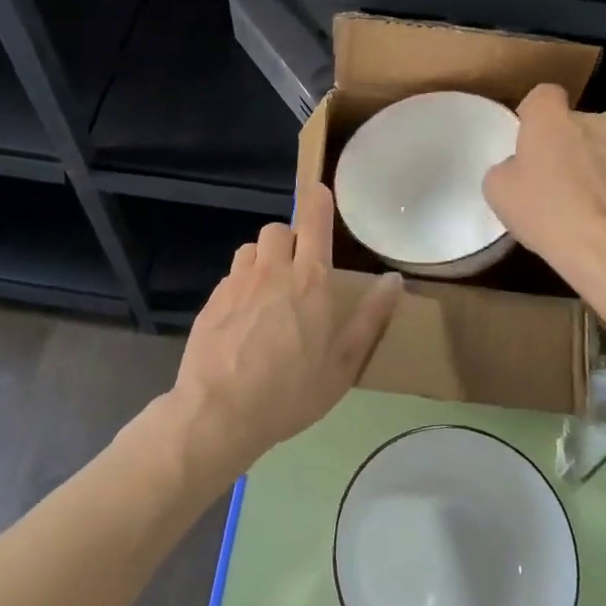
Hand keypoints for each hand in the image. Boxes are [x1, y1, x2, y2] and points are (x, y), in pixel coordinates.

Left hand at [171, 184, 402, 474]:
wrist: (219, 413)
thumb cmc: (290, 393)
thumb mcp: (342, 365)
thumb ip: (370, 318)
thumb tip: (393, 279)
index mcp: (310, 282)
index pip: (314, 223)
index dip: (317, 201)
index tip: (319, 191)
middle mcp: (272, 271)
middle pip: (279, 229)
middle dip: (290, 239)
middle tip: (298, 270)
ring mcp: (237, 283)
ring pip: (252, 248)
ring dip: (264, 258)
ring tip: (270, 290)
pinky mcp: (212, 299)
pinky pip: (232, 274)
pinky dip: (242, 283)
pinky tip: (244, 318)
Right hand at [483, 83, 605, 309]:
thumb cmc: (548, 214)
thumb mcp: (499, 193)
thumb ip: (506, 168)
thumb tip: (518, 168)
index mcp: (550, 119)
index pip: (543, 95)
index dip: (535, 115)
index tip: (529, 142)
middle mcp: (592, 120)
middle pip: (574, 124)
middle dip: (565, 145)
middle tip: (554, 182)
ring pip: (603, 147)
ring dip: (594, 165)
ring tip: (587, 205)